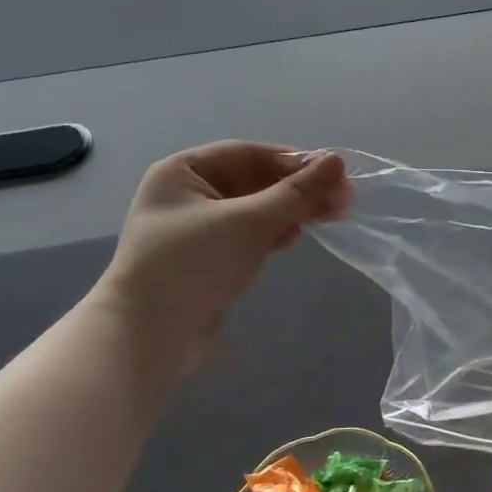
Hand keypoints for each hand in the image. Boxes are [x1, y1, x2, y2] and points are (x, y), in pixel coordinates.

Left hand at [90, 143, 350, 373]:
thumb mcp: (250, 222)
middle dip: (297, 189)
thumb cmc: (194, 264)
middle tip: (342, 201)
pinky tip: (293, 238)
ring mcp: (195, 229)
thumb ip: (296, 192)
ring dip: (289, 211)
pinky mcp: (206, 259)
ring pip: (253, 209)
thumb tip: (338, 161)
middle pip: (253, 181)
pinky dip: (272, 233)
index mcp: (183, 171)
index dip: (294, 161)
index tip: (335, 173)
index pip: (249, 154)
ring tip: (328, 218)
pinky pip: (247, 235)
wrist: (149, 337)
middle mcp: (186, 194)